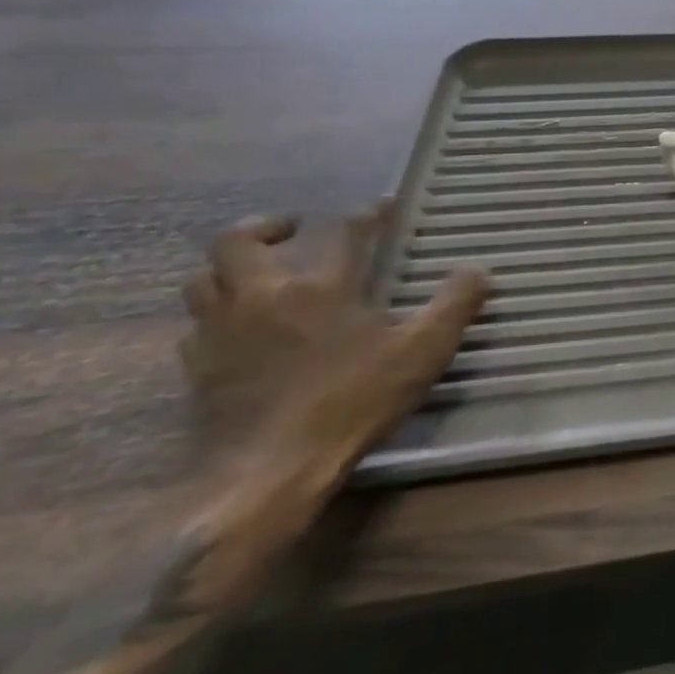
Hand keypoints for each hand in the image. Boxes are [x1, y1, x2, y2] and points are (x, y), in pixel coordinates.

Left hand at [179, 204, 490, 475]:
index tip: (382, 205)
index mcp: (318, 288)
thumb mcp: (424, 350)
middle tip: (293, 229)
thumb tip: (478, 271)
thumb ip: (454, 305)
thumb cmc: (355, 399)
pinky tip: (242, 330)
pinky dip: (217, 316)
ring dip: (229, 268)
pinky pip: (196, 327)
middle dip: (264, 227)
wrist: (273, 469)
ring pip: (202, 282)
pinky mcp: (199, 370)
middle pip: (236, 243)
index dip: (366, 215)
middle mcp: (260, 298)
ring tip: (259, 274)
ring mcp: (220, 334)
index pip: (342, 234)